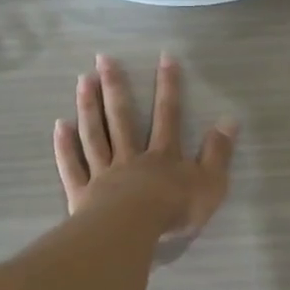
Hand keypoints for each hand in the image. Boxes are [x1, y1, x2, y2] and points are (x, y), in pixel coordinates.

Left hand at [53, 53, 236, 236]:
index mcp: (162, 156)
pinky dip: (65, 146)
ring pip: (94, 134)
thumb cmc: (173, 210)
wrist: (132, 232)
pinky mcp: (83, 193)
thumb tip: (229, 120)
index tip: (165, 58)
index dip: (168, 86)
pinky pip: (72, 165)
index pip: (167, 115)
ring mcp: (103, 173)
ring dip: (88, 106)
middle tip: (103, 58)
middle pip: (121, 117)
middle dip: (114, 86)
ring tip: (82, 80)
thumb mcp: (210, 184)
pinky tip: (60, 125)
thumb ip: (218, 153)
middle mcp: (130, 157)